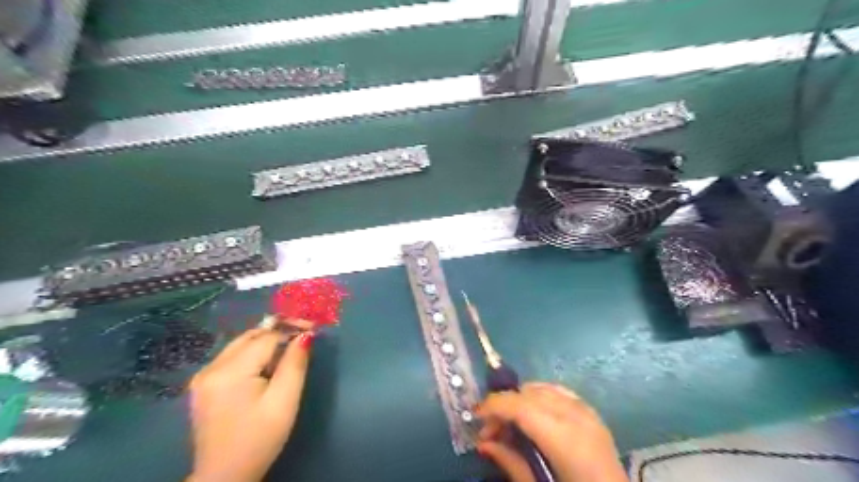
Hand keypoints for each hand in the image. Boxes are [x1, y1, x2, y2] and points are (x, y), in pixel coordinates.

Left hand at [187, 327, 314, 481]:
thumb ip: (295, 364)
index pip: (266, 337)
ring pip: (240, 344)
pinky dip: (252, 353)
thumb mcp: (285, 401)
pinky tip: (266, 365)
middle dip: (278, 331)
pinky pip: (232, 356)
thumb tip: (305, 335)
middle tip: (303, 336)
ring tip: (289, 350)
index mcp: (230, 372)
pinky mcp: (203, 385)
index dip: (291, 329)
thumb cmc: (260, 439)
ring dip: (266, 342)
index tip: (313, 329)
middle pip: (251, 336)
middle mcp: (211, 368)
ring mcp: (203, 376)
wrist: (224, 476)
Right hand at [473, 385, 628, 481]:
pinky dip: (540, 397)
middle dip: (504, 405)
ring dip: (520, 400)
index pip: (520, 407)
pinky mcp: (592, 413)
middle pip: (528, 394)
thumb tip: (483, 443)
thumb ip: (511, 463)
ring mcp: (587, 411)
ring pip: (542, 389)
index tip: (475, 415)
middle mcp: (576, 415)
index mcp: (565, 438)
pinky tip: (533, 415)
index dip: (494, 406)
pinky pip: (559, 392)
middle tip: (490, 430)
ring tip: (511, 424)